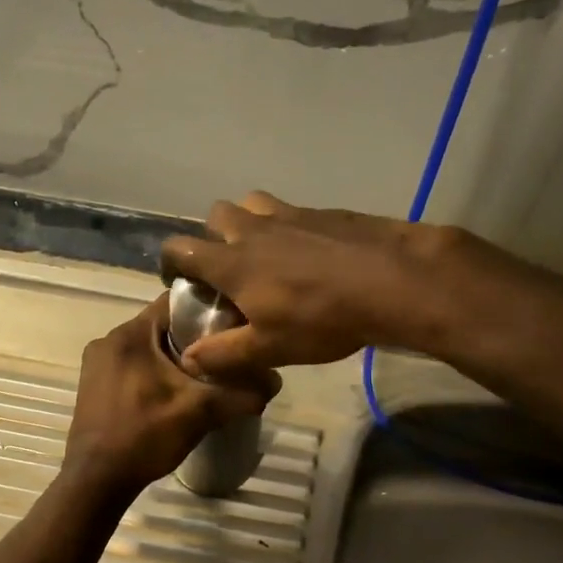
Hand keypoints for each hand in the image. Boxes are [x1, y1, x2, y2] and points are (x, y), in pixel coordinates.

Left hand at [61, 295, 278, 497]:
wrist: (96, 480)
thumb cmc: (145, 436)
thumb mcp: (200, 413)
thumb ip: (240, 394)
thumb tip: (275, 383)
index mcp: (131, 333)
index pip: (177, 302)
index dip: (209, 310)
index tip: (233, 327)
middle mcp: (109, 339)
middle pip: (162, 325)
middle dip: (194, 339)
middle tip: (224, 357)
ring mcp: (97, 363)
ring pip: (148, 347)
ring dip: (173, 358)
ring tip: (202, 379)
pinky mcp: (93, 384)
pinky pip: (133, 365)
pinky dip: (154, 372)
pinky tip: (172, 396)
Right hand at [159, 192, 464, 376]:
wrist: (390, 281)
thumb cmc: (322, 319)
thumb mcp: (270, 348)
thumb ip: (225, 354)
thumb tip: (190, 359)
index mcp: (232, 262)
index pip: (181, 248)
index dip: (172, 263)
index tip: (180, 280)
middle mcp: (254, 229)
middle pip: (216, 215)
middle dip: (213, 237)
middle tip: (230, 267)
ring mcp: (290, 214)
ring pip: (253, 204)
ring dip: (249, 222)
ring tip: (266, 252)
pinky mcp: (323, 211)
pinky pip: (292, 210)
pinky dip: (288, 226)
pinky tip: (310, 252)